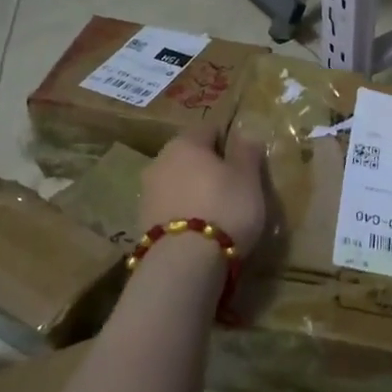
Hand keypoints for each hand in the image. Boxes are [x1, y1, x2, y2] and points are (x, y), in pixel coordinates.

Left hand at [139, 127, 267, 252]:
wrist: (184, 262)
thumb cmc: (225, 208)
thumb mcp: (248, 179)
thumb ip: (247, 153)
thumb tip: (246, 134)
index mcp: (185, 143)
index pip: (208, 129)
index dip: (227, 140)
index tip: (243, 159)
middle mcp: (160, 161)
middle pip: (188, 156)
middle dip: (207, 166)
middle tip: (232, 186)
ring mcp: (147, 192)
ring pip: (176, 182)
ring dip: (193, 190)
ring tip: (216, 211)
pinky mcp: (142, 222)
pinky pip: (169, 207)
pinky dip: (183, 212)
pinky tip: (199, 230)